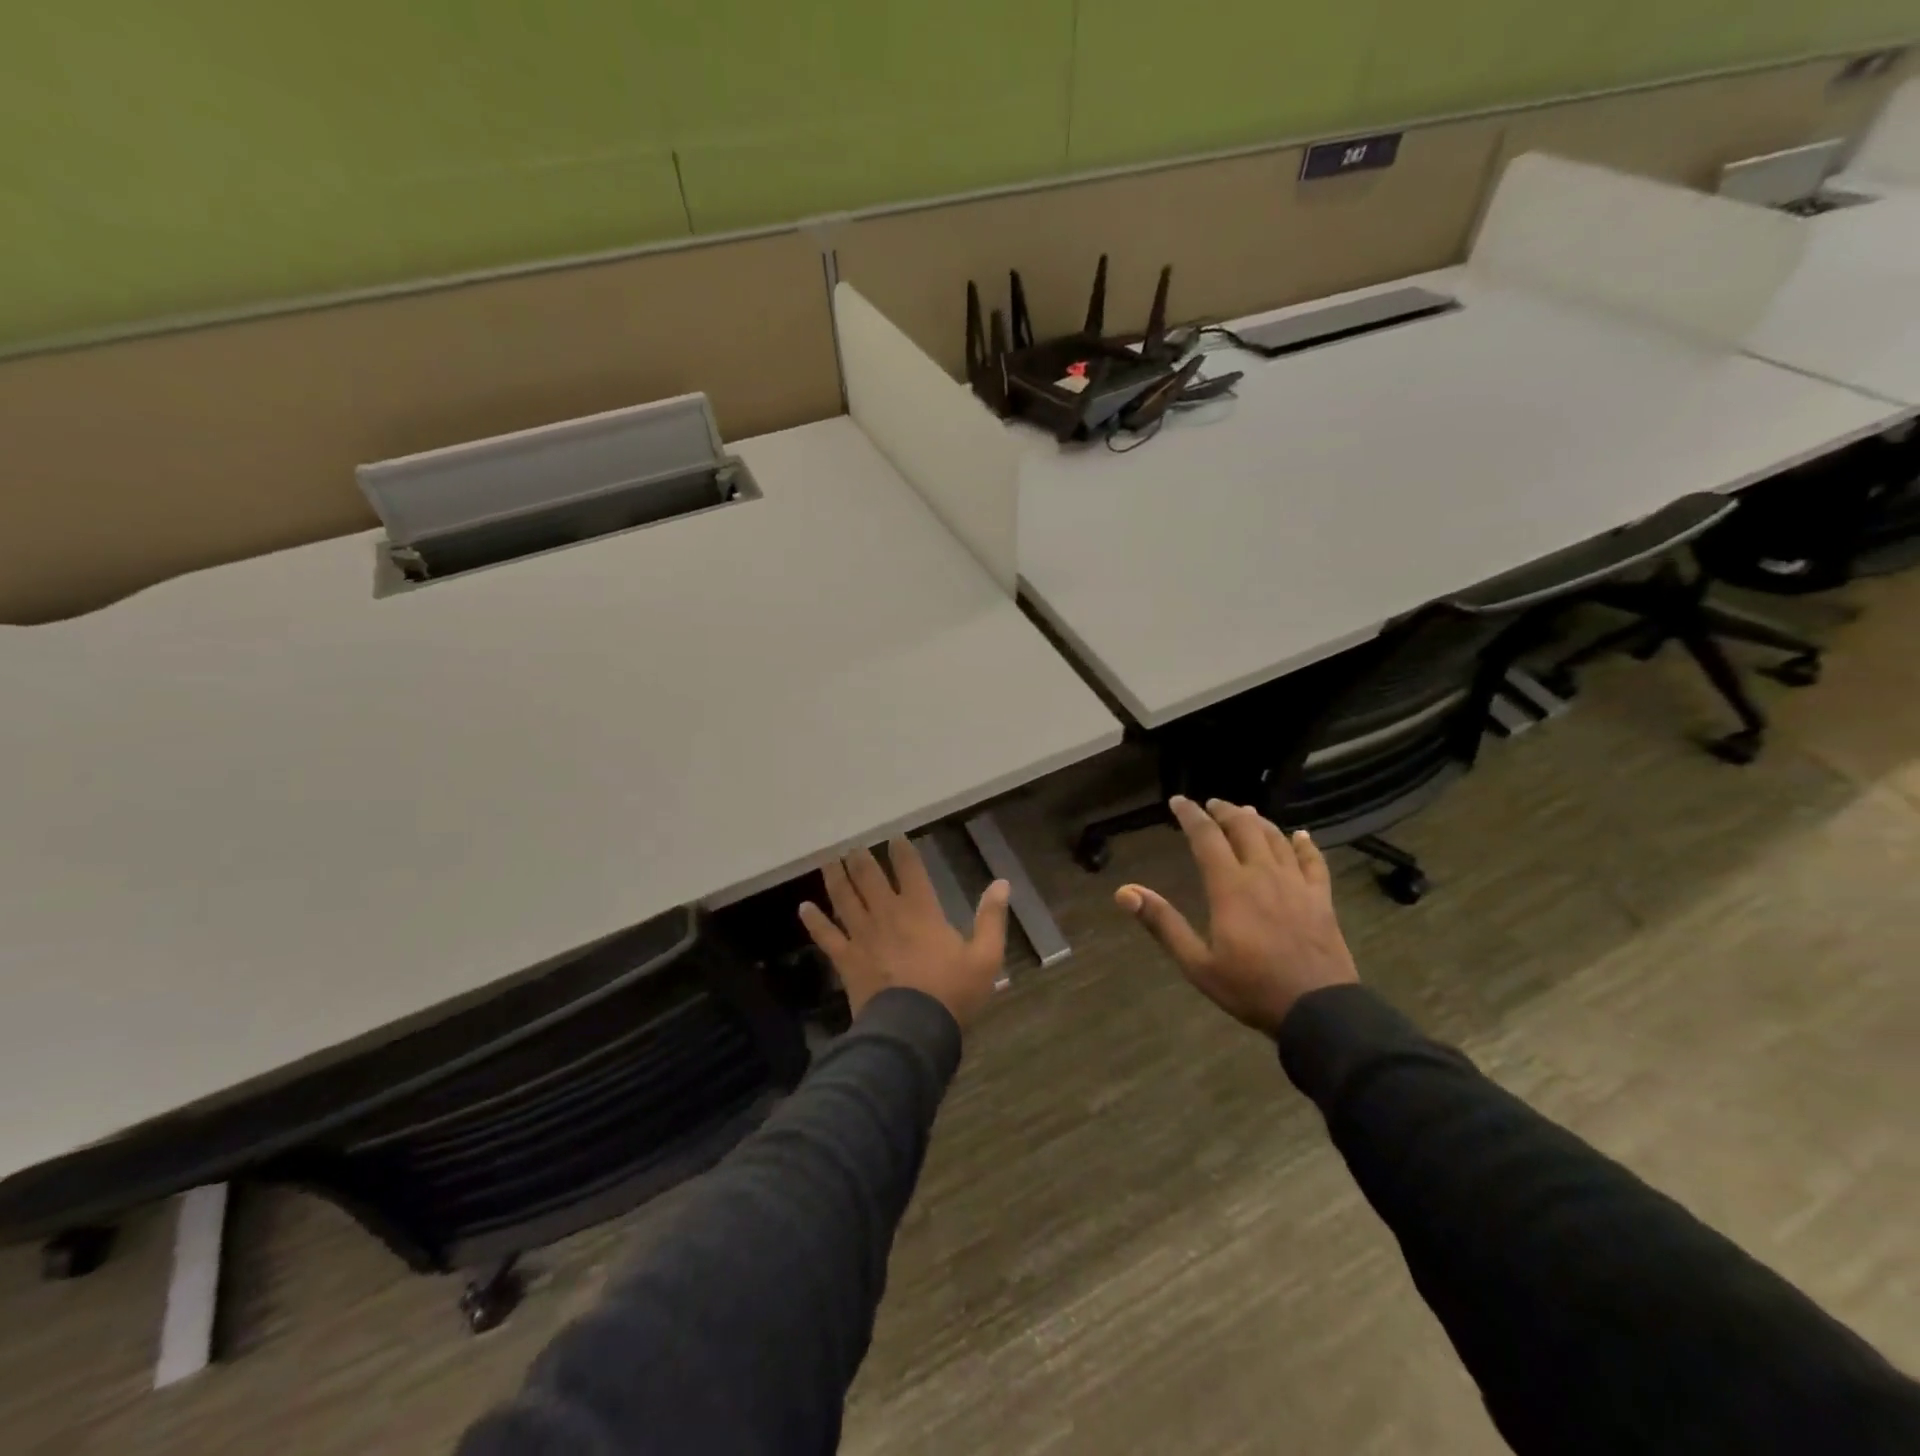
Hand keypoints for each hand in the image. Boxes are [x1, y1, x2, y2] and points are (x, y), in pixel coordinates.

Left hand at [799, 837, 1011, 1028]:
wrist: (913, 1031)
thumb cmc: (952, 993)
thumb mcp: (986, 957)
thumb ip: (992, 918)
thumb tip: (1001, 882)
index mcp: (921, 911)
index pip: (910, 871)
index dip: (902, 852)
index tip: (894, 837)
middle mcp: (888, 915)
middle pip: (870, 878)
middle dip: (861, 858)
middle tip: (852, 844)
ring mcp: (863, 936)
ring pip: (845, 899)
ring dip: (836, 877)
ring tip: (828, 860)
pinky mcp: (847, 959)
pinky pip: (827, 936)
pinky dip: (814, 921)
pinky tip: (804, 908)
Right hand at [1115, 796, 1357, 1035]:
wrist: (1319, 1010)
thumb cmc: (1251, 988)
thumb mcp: (1197, 963)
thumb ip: (1163, 924)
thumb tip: (1124, 891)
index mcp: (1230, 887)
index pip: (1206, 837)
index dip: (1191, 815)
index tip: (1178, 801)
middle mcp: (1263, 874)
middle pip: (1244, 828)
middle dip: (1226, 811)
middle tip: (1212, 803)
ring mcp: (1296, 884)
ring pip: (1276, 839)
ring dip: (1258, 821)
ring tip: (1246, 812)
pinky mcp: (1321, 899)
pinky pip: (1314, 862)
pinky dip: (1306, 845)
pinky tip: (1301, 836)